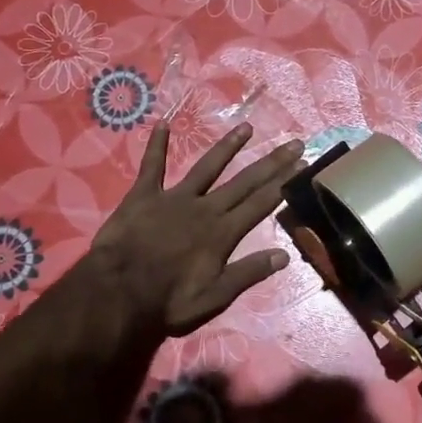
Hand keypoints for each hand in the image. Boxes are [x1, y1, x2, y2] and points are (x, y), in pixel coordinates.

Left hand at [89, 122, 304, 337]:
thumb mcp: (215, 296)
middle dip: (271, 162)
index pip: (261, 203)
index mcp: (223, 233)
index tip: (302, 164)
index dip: (284, 183)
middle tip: (293, 142)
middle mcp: (205, 208)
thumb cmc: (169, 300)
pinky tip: (163, 123)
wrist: (119, 291)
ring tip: (246, 128)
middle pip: (244, 181)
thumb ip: (248, 273)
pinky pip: (152, 166)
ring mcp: (175, 197)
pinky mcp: (144, 195)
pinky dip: (157, 145)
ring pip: (207, 167)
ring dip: (228, 147)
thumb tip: (285, 255)